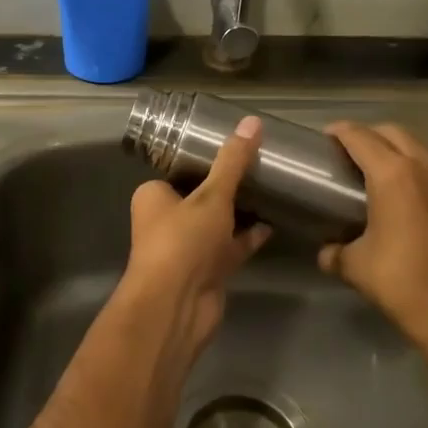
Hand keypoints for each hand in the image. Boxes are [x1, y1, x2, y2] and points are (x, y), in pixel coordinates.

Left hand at [118, 115, 272, 376]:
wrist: (176, 305)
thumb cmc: (183, 241)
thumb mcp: (211, 195)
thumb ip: (233, 162)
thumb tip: (253, 122)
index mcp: (154, 196)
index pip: (181, 170)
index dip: (207, 159)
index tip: (237, 147)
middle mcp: (166, 220)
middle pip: (201, 196)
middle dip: (228, 186)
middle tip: (262, 165)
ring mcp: (187, 248)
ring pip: (218, 223)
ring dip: (241, 211)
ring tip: (272, 189)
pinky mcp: (207, 271)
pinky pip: (230, 247)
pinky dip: (248, 237)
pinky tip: (273, 223)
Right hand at [318, 122, 427, 362]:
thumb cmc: (403, 284)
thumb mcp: (355, 266)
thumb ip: (335, 252)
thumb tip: (328, 251)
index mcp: (393, 174)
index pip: (359, 137)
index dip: (339, 132)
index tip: (327, 136)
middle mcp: (427, 164)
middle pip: (393, 132)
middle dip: (370, 136)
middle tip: (353, 153)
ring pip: (423, 146)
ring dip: (402, 148)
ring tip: (388, 168)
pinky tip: (420, 190)